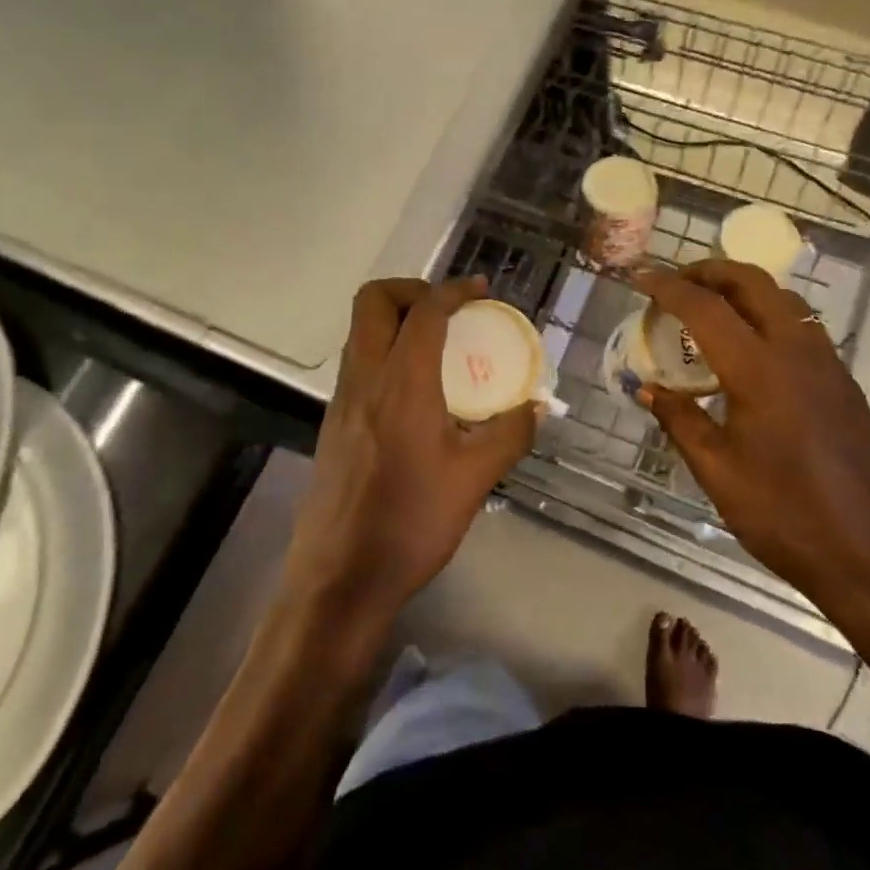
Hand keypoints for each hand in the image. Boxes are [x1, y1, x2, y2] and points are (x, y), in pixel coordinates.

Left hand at [283, 277, 536, 630]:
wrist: (339, 580)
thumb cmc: (410, 523)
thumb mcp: (474, 479)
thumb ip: (510, 434)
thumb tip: (536, 408)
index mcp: (402, 383)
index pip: (424, 311)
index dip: (454, 290)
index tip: (481, 291)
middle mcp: (364, 378)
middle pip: (373, 300)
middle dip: (412, 289)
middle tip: (449, 311)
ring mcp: (342, 400)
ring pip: (360, 330)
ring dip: (397, 320)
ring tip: (438, 346)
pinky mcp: (333, 423)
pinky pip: (358, 362)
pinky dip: (386, 352)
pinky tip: (417, 392)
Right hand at [634, 260, 869, 636]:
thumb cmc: (784, 516)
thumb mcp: (718, 472)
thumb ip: (680, 420)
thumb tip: (647, 389)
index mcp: (760, 371)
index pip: (706, 308)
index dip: (668, 287)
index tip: (640, 277)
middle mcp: (797, 352)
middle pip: (752, 282)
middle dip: (710, 270)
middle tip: (677, 282)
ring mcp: (827, 363)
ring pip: (783, 298)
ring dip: (742, 288)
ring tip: (710, 306)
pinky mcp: (843, 381)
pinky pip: (801, 325)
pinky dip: (768, 313)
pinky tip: (750, 346)